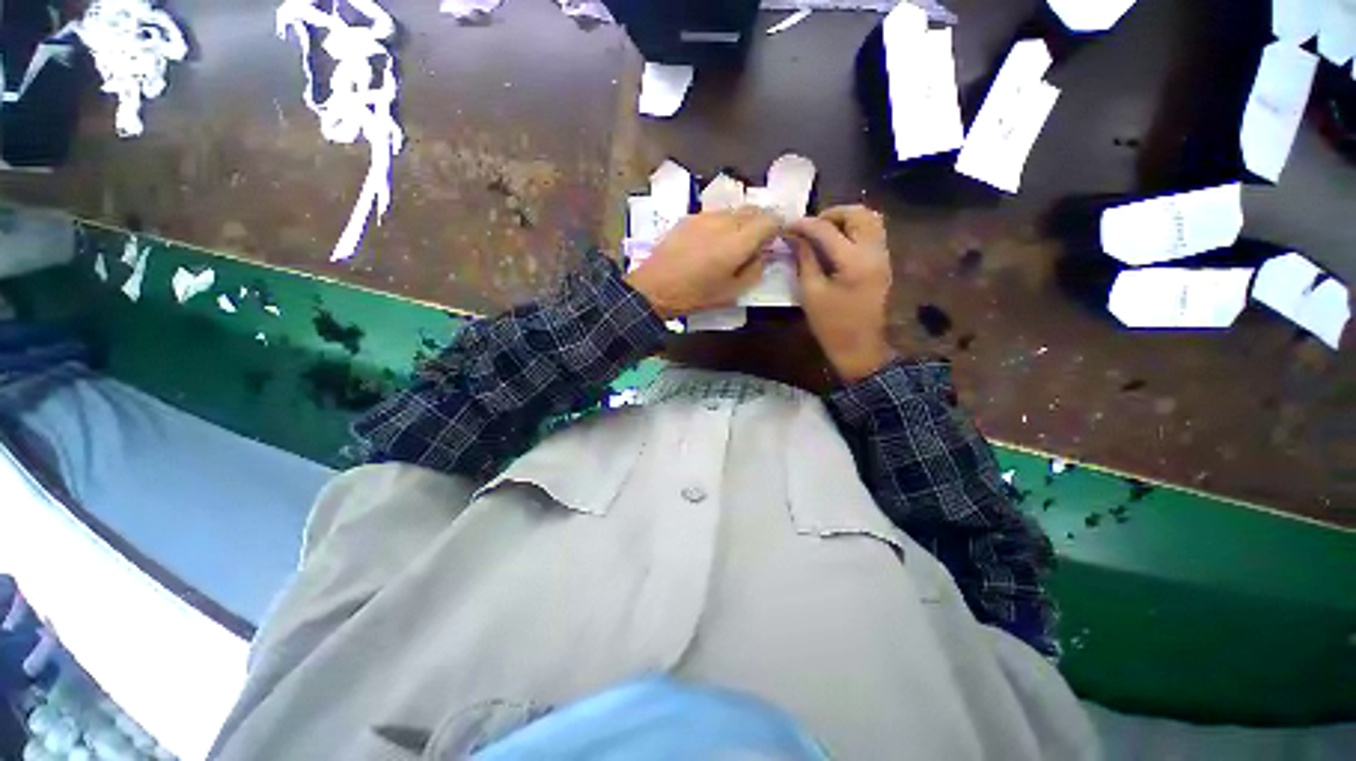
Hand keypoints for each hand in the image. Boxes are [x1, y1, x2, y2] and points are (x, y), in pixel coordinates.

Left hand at [625, 208, 780, 318]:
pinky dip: (724, 221)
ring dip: (743, 220)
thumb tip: (765, 254)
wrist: (654, 287)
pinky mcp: (690, 217)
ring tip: (738, 240)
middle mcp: (724, 221)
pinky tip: (716, 239)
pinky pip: (716, 213)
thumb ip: (755, 270)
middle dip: (763, 221)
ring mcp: (705, 216)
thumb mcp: (732, 293)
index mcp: (738, 241)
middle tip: (761, 239)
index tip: (778, 237)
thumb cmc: (695, 295)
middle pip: (754, 209)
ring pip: (734, 210)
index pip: (770, 219)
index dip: (779, 226)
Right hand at [788, 205, 897, 382]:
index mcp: (853, 261)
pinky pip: (873, 232)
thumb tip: (794, 237)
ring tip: (823, 232)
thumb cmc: (830, 325)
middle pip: (858, 213)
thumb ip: (804, 259)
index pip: (826, 229)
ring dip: (846, 218)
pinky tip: (836, 243)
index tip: (787, 226)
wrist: (860, 347)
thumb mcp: (810, 292)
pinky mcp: (883, 263)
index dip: (804, 224)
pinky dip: (854, 228)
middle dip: (831, 214)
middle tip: (810, 226)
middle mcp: (874, 251)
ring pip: (870, 219)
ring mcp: (883, 256)